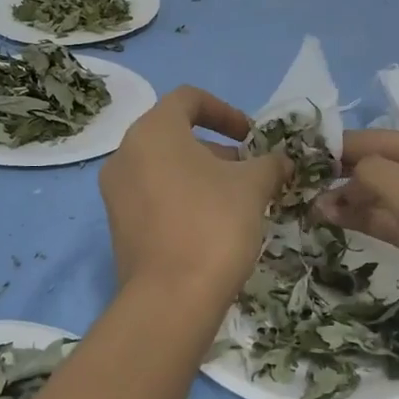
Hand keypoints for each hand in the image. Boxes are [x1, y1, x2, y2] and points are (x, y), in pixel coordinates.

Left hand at [99, 86, 288, 312]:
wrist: (171, 299)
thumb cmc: (213, 224)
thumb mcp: (253, 186)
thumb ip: (270, 164)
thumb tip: (281, 162)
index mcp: (153, 131)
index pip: (188, 98)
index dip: (225, 111)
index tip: (252, 136)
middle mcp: (125, 154)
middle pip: (176, 135)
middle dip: (218, 149)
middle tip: (251, 172)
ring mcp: (116, 193)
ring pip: (165, 168)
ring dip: (203, 175)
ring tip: (238, 201)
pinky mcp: (119, 226)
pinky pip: (153, 196)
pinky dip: (183, 198)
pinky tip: (213, 226)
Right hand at [314, 130, 398, 369]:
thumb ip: (375, 172)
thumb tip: (347, 175)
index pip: (395, 140)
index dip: (351, 144)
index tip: (307, 151)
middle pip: (394, 167)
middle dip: (351, 174)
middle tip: (306, 184)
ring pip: (394, 198)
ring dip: (356, 200)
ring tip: (314, 208)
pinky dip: (370, 221)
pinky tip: (338, 222)